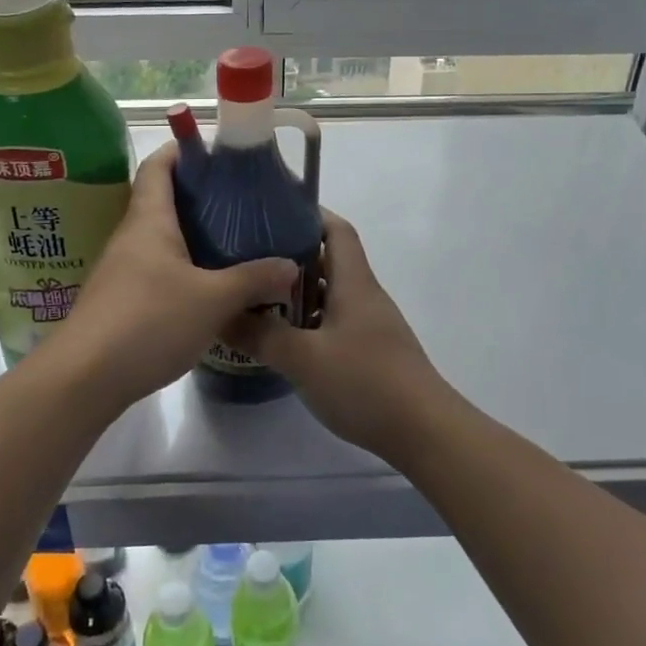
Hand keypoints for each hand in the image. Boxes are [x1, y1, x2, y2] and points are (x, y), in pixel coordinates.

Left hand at [55, 143, 297, 404]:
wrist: (85, 377)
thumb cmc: (148, 321)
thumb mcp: (212, 300)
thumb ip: (253, 280)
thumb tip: (291, 266)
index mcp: (149, 220)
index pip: (159, 165)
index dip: (183, 149)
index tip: (217, 152)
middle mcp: (131, 236)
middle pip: (162, 199)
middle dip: (199, 195)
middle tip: (241, 201)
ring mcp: (122, 269)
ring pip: (160, 238)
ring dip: (192, 235)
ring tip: (233, 241)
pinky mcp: (121, 300)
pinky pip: (156, 268)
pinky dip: (183, 266)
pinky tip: (208, 286)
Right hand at [224, 210, 449, 461]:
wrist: (424, 432)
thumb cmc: (365, 382)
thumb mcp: (303, 358)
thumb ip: (260, 335)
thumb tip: (221, 315)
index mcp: (354, 283)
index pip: (336, 230)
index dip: (309, 214)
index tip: (273, 212)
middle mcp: (365, 296)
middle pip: (329, 261)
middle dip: (290, 257)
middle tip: (250, 260)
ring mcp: (371, 326)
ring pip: (330, 295)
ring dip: (298, 294)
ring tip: (257, 300)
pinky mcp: (372, 353)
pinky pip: (335, 323)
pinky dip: (309, 323)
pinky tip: (285, 341)